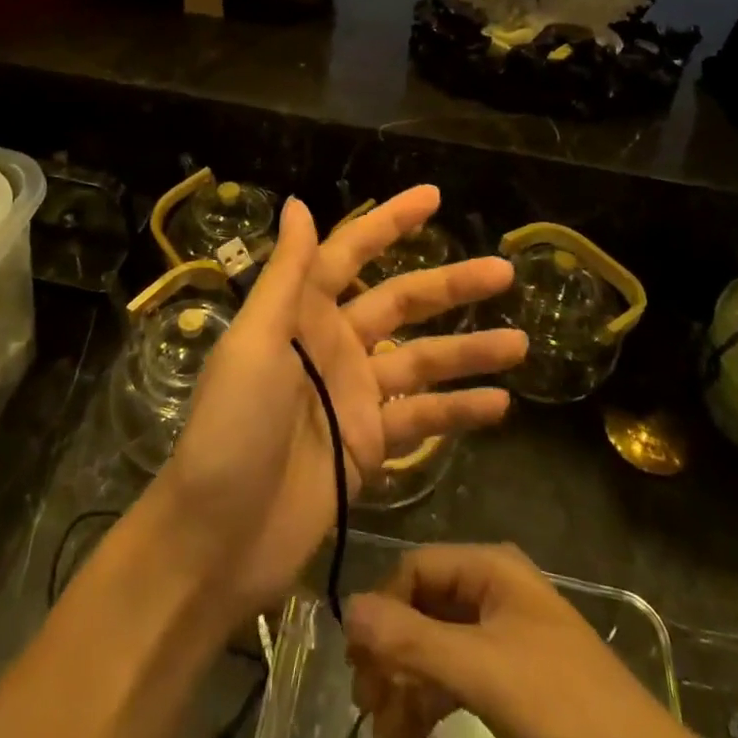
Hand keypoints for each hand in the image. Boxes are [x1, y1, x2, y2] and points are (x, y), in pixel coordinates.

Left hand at [154, 188, 525, 616]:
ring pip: (423, 360)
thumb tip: (298, 203)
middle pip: (402, 302)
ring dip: (470, 350)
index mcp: (302, 311)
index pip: (351, 251)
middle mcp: (334, 344)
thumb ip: (285, 274)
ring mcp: (355, 395)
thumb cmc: (231, 429)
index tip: (434, 197)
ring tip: (521, 342)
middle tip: (504, 271)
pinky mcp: (369, 444)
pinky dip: (458, 410)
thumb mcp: (254, 342)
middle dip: (452, 285)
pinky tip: (500, 405)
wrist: (217, 540)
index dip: (391, 222)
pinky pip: (422, 418)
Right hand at [345, 545, 737, 737]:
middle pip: (424, 606)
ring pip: (437, 643)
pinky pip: (457, 672)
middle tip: (365, 702)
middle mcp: (494, 589)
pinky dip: (431, 698)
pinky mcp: (513, 674)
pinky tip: (408, 733)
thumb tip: (346, 608)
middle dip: (391, 652)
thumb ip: (412, 641)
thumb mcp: (481, 671)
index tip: (357, 663)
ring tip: (383, 730)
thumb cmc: (561, 704)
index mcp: (490, 568)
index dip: (382, 610)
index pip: (416, 569)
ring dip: (406, 681)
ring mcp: (504, 633)